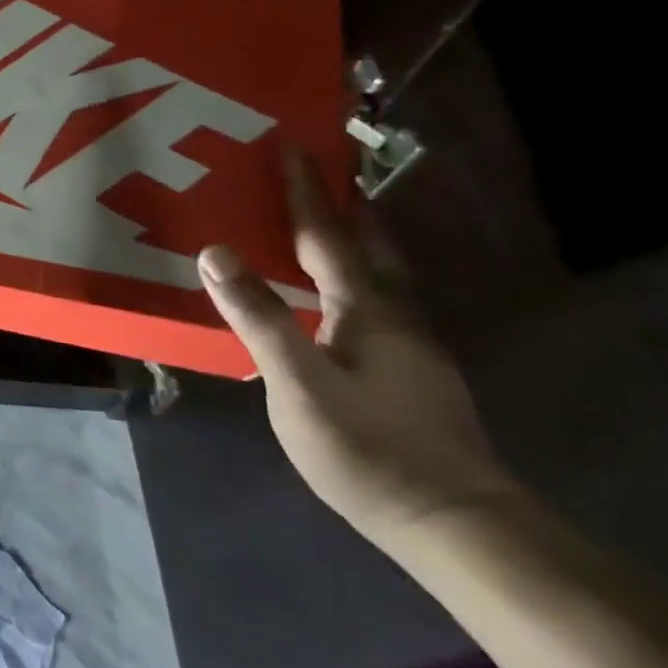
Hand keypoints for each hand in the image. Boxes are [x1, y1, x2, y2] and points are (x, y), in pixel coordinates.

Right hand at [197, 150, 524, 551]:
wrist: (453, 522)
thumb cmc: (367, 446)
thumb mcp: (297, 382)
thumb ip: (258, 314)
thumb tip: (215, 251)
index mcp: (368, 308)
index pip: (329, 234)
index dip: (306, 190)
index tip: (290, 145)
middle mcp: (396, 314)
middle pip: (369, 244)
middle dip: (341, 205)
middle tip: (312, 174)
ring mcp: (411, 344)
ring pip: (379, 273)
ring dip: (350, 238)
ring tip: (320, 223)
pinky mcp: (411, 371)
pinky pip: (376, 299)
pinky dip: (351, 275)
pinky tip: (333, 296)